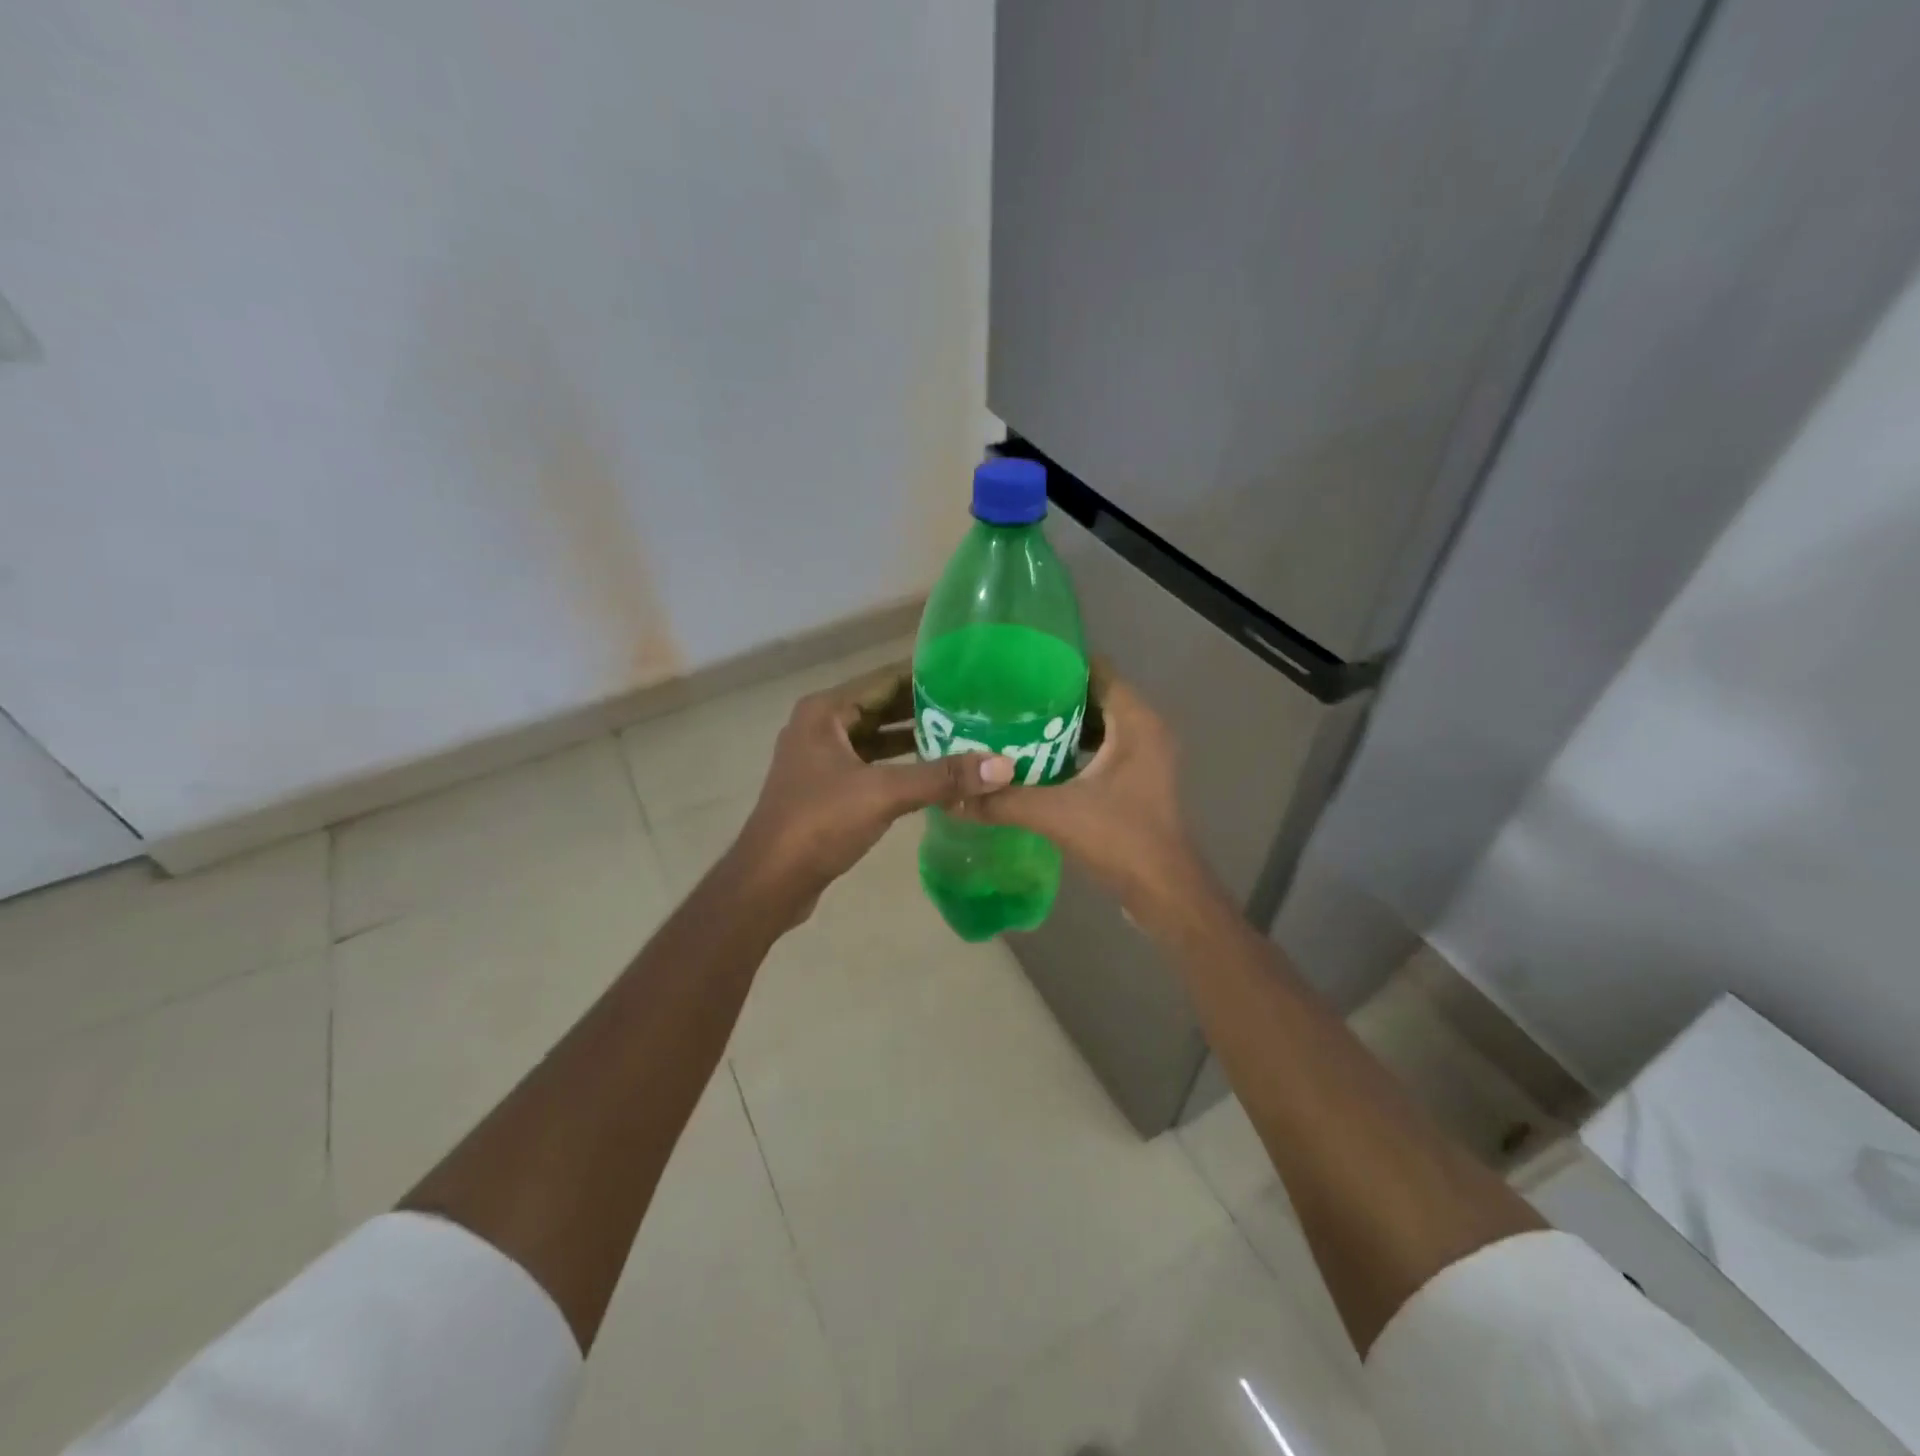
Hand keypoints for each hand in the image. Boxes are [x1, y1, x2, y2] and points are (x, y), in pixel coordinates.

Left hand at [725, 661, 1013, 925]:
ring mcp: (822, 758)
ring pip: (877, 737)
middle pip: (883, 706)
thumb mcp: (884, 793)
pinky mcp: (828, 787)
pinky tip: (935, 772)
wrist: (769, 881)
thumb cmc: (819, 823)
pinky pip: (872, 763)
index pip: (885, 678)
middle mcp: (821, 726)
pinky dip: (901, 764)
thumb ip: (943, 777)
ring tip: (965, 735)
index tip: (971, 675)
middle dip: (926, 708)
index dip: (927, 675)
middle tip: (976, 707)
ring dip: (915, 738)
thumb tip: (1004, 765)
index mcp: (826, 711)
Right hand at [969, 668, 1204, 912]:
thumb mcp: (1055, 814)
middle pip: (1095, 695)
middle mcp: (1146, 729)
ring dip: (1061, 723)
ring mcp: (1145, 756)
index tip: (1016, 664)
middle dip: (1052, 694)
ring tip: (1013, 721)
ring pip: (1098, 724)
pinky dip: (1072, 748)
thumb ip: (1003, 801)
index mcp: (1136, 721)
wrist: (1164, 892)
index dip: (1058, 662)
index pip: (1097, 669)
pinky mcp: (1137, 779)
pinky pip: (1102, 748)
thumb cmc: (1120, 839)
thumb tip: (952, 797)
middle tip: (1005, 695)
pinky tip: (1036, 757)